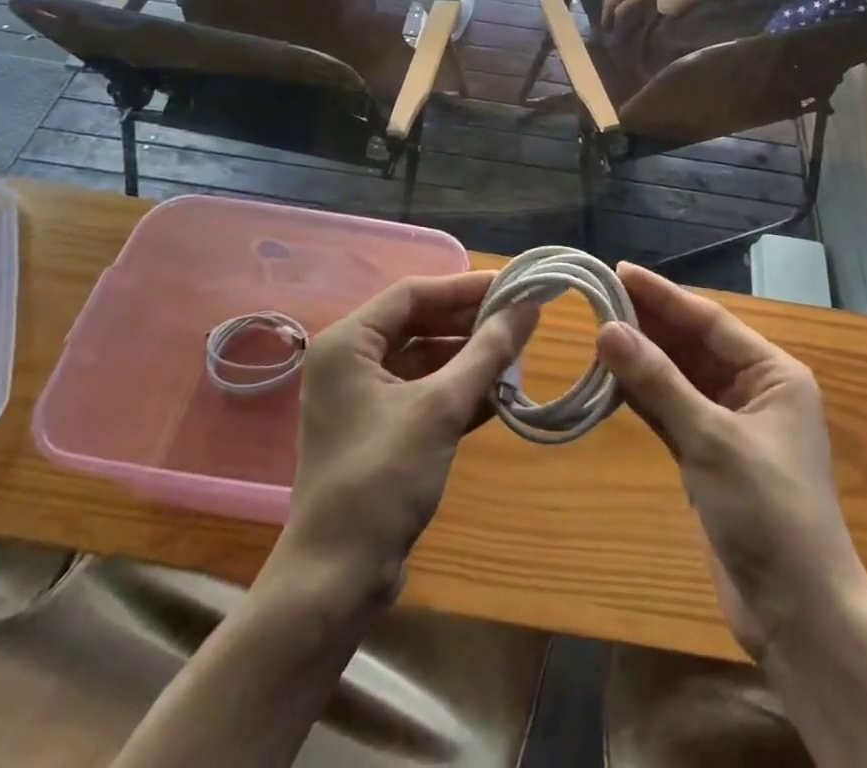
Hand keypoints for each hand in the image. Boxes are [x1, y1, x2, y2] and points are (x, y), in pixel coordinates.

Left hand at [279, 272, 536, 606]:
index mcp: (348, 343)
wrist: (337, 579)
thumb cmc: (383, 478)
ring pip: (424, 359)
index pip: (413, 294)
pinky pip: (423, 392)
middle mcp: (350, 361)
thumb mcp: (441, 407)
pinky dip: (458, 390)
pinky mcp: (379, 430)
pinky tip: (501, 394)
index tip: (511, 286)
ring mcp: (363, 398)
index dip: (464, 287)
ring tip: (518, 354)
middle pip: (419, 323)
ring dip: (469, 359)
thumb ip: (487, 352)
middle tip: (520, 318)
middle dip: (469, 323)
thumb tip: (529, 307)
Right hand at [593, 263, 866, 660]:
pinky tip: (611, 381)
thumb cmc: (768, 512)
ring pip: (680, 379)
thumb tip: (606, 329)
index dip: (663, 295)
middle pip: (694, 346)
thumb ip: (657, 382)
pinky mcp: (712, 458)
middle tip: (599, 298)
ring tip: (598, 331)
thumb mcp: (711, 439)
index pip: (709, 321)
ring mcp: (732, 426)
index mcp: (773, 374)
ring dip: (643, 360)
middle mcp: (755, 391)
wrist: (799, 617)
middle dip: (650, 324)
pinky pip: (673, 412)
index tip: (619, 272)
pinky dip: (645, 397)